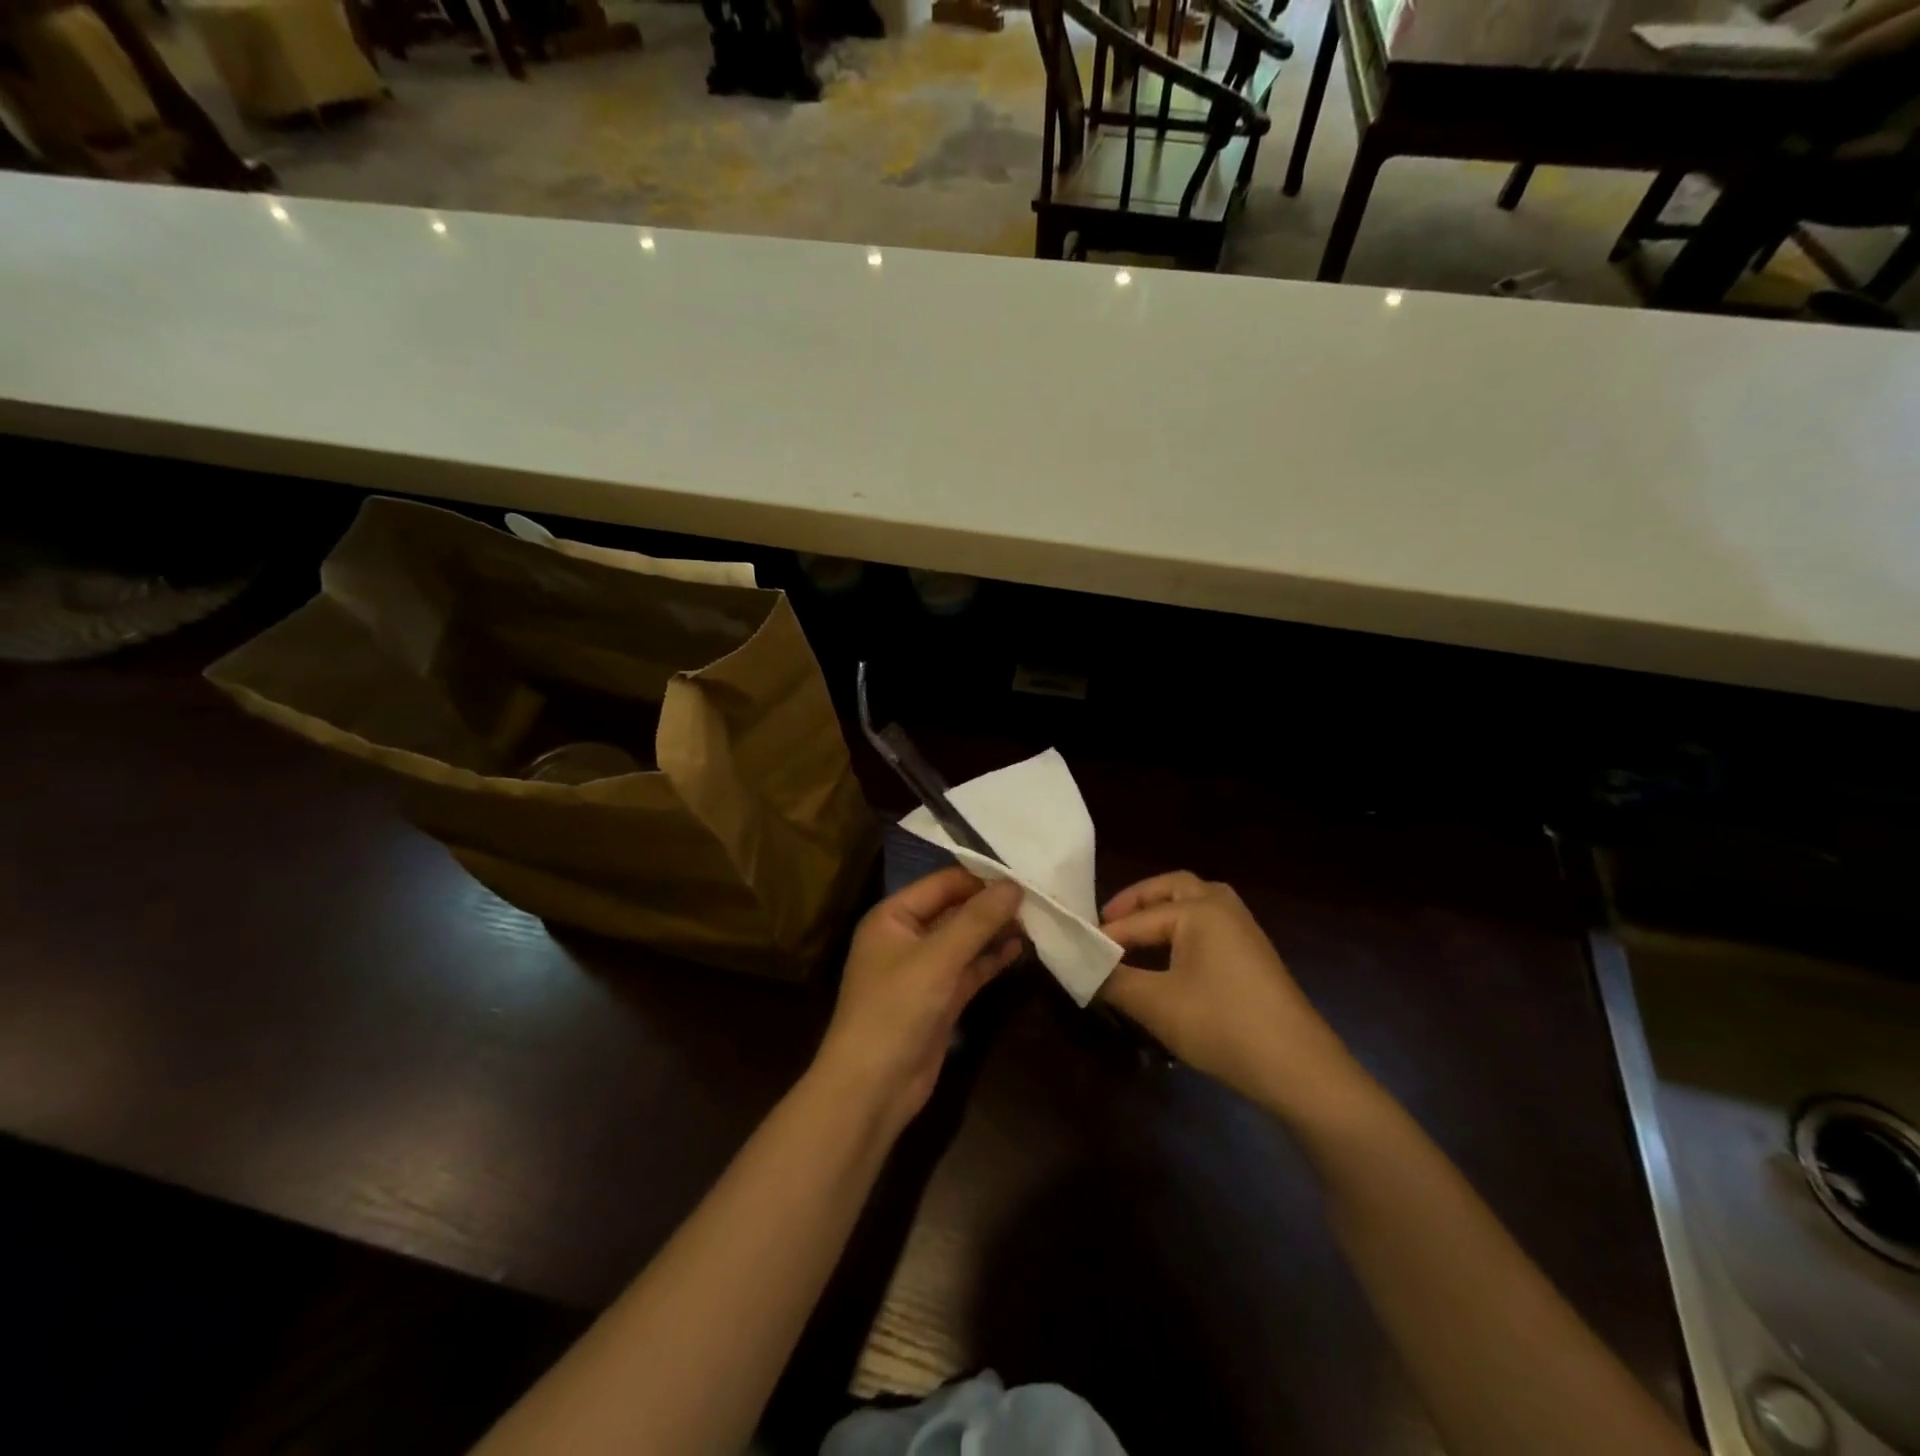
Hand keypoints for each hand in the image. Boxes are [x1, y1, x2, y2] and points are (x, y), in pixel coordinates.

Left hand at [812, 869, 1022, 1134]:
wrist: (872, 1088)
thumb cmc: (896, 1009)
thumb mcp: (938, 958)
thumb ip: (977, 920)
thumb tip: (1014, 885)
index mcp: (893, 916)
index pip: (943, 883)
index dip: (981, 879)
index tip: (1023, 878)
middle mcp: (906, 937)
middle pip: (955, 910)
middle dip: (991, 906)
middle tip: (1037, 900)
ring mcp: (923, 971)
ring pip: (964, 941)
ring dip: (995, 932)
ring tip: (1036, 922)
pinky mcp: (939, 999)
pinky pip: (968, 969)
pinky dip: (991, 959)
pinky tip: (1020, 950)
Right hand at [1099, 872, 1360, 1118]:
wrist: (1299, 1069)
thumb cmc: (1222, 1026)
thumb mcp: (1156, 1005)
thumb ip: (1113, 980)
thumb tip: (1081, 968)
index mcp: (1199, 909)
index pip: (1137, 920)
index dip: (1104, 937)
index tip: (1074, 950)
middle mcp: (1223, 907)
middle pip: (1171, 889)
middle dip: (1136, 903)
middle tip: (1106, 925)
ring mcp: (1243, 930)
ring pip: (1193, 906)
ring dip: (1161, 914)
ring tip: (1132, 940)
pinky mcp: (1253, 955)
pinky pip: (1208, 927)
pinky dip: (1181, 931)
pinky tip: (1167, 961)